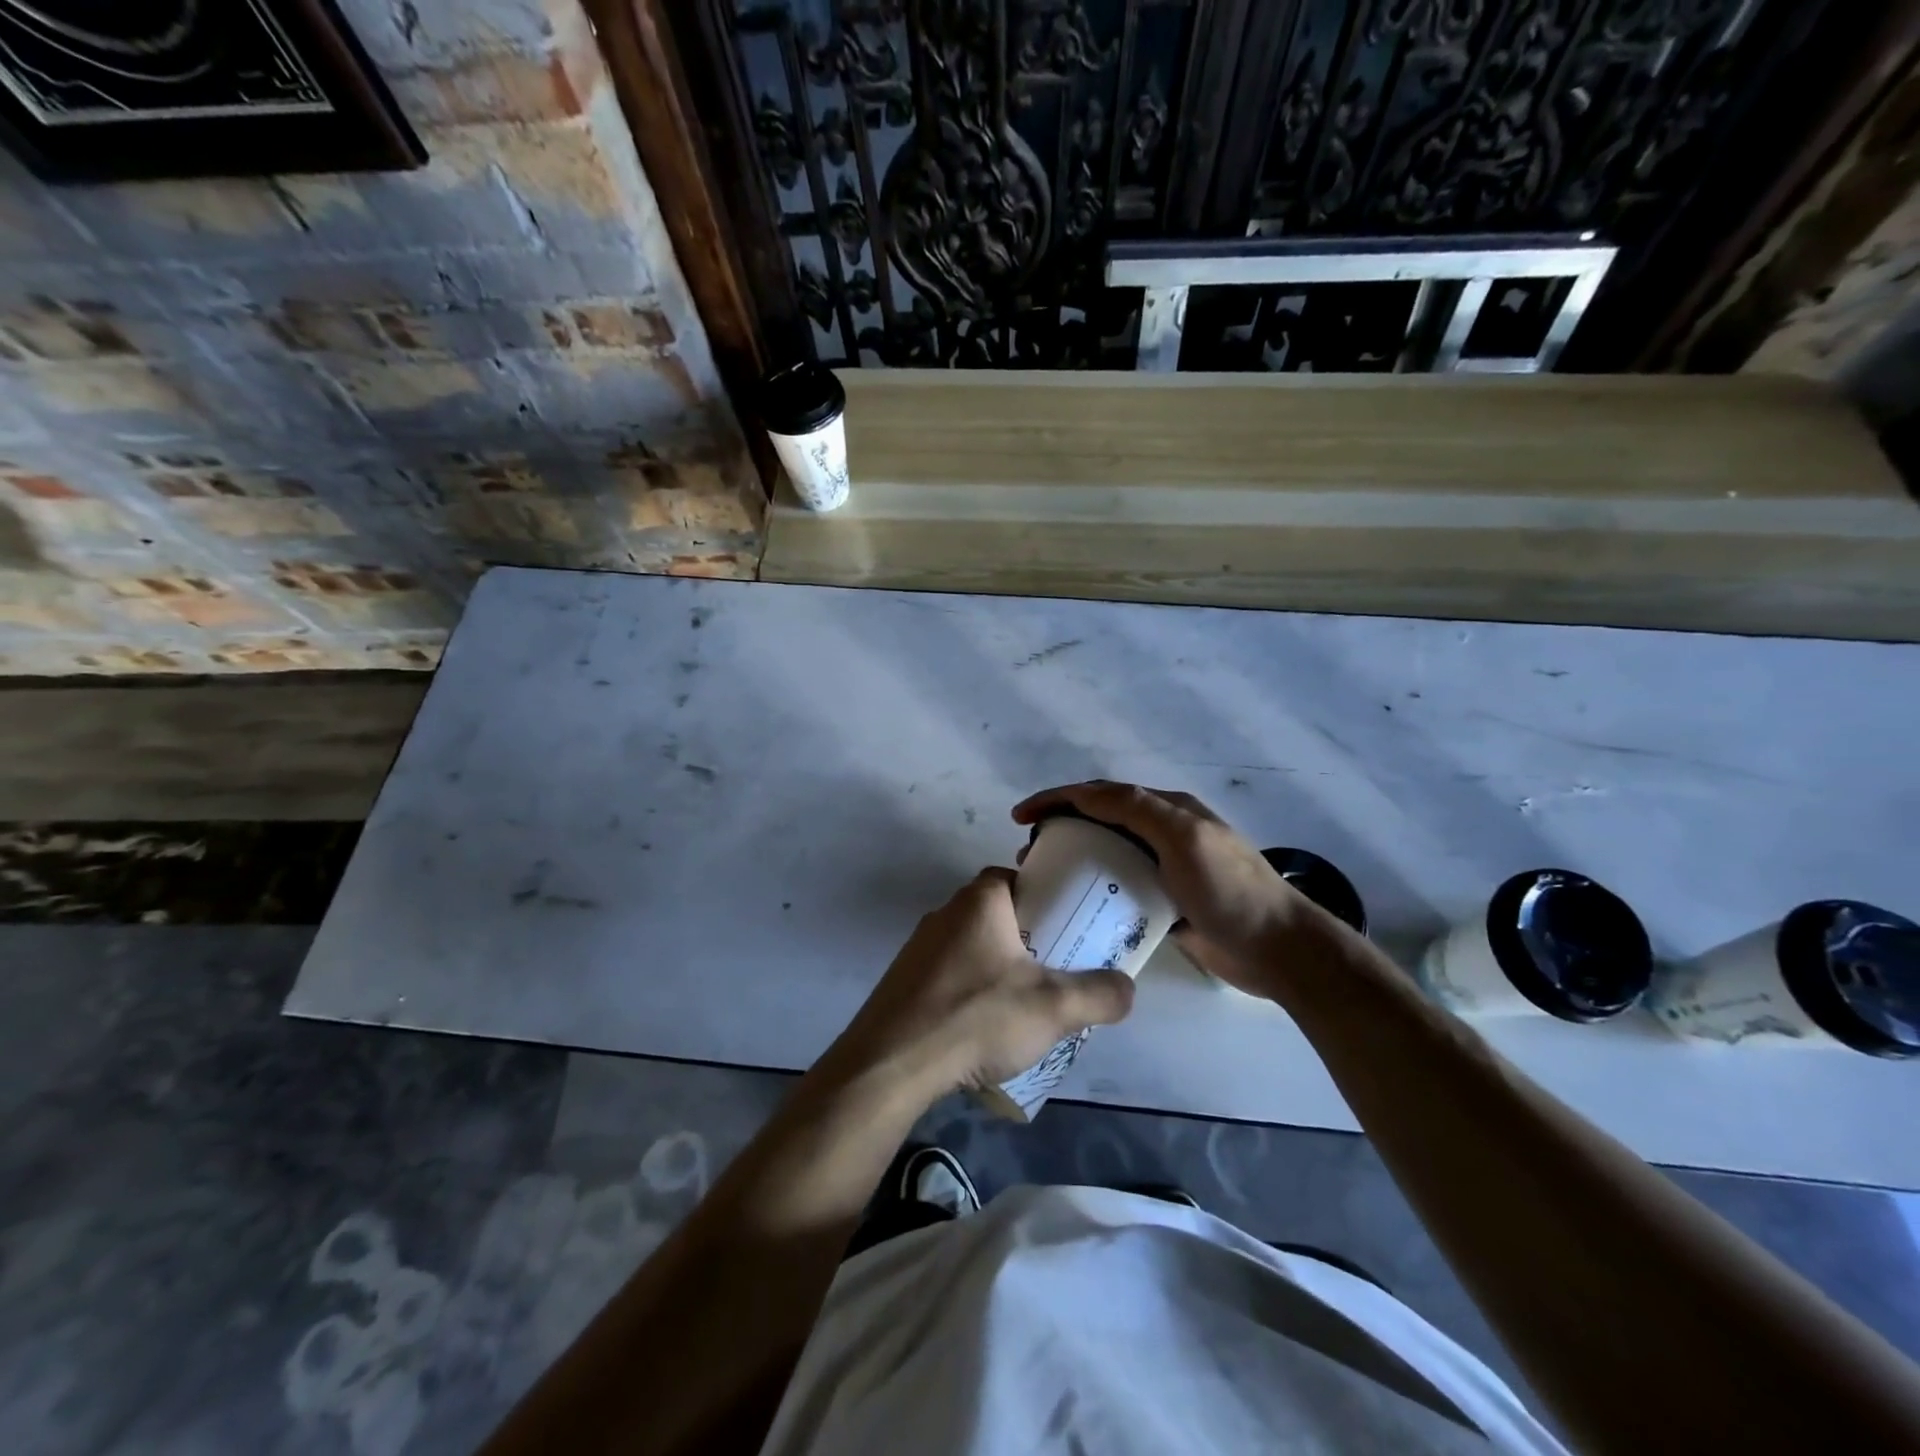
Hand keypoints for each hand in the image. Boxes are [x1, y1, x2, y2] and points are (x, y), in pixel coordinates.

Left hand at [825, 868, 1134, 1104]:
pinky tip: (982, 1027)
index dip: (1046, 897)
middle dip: (1028, 939)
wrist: (891, 1064)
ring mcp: (918, 947)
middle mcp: (945, 912)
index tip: (1068, 927)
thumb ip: (1099, 995)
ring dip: (998, 968)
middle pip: (998, 914)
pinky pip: (949, 974)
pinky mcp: (903, 981)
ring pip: (973, 946)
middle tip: (1056, 971)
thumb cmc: (976, 1017)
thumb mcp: (1053, 1007)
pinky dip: (970, 991)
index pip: (1018, 877)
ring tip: (1024, 1005)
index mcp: (979, 900)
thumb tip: (1128, 989)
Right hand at [1013, 781, 1332, 997]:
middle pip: (1101, 821)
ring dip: (1073, 860)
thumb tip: (1088, 793)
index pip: (1103, 793)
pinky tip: (1074, 907)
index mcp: (1168, 810)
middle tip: (1029, 852)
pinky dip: (1094, 891)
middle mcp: (1164, 834)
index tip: (1022, 816)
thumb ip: (1140, 810)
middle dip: (1060, 827)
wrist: (1277, 950)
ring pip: (1108, 856)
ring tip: (1043, 879)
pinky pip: (1120, 890)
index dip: (1059, 798)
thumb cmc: (1229, 890)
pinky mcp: (1165, 904)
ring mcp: (1165, 870)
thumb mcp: (1185, 838)